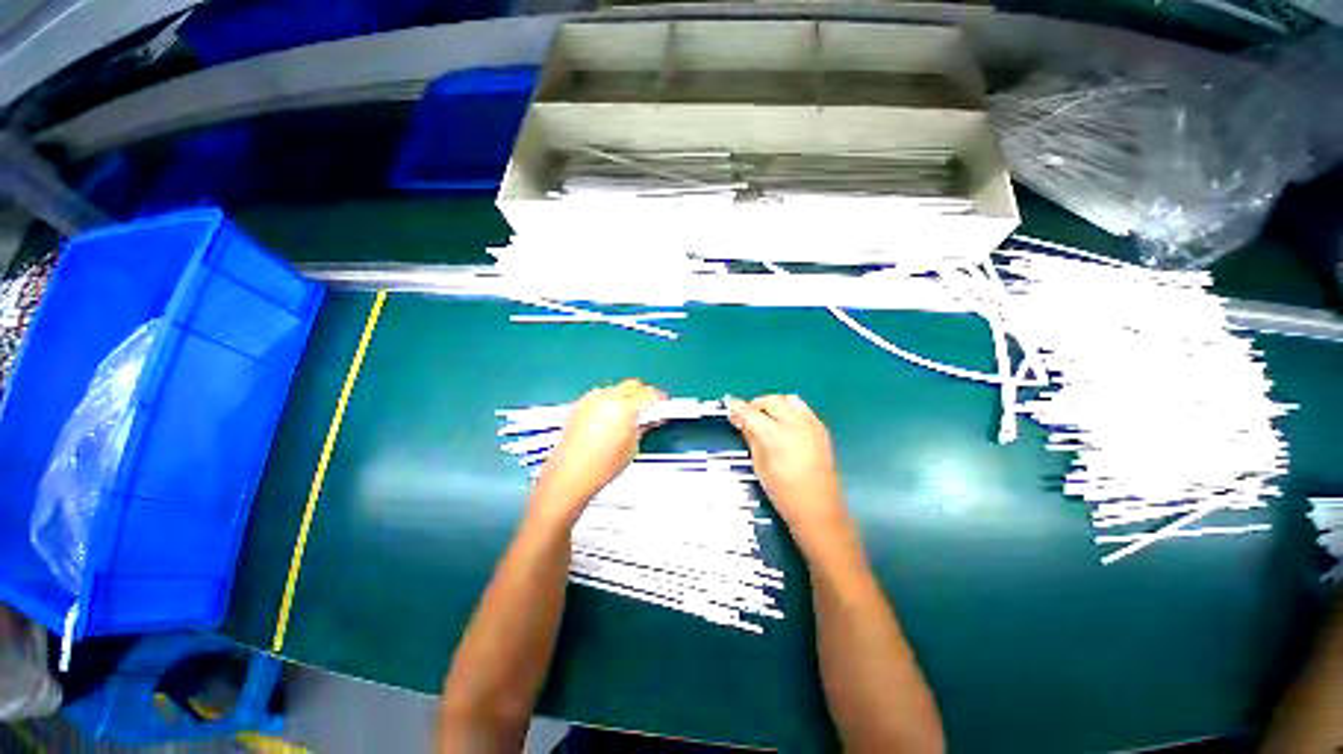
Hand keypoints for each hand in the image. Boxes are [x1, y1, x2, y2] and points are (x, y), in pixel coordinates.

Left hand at [533, 379, 665, 523]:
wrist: (569, 475)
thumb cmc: (604, 466)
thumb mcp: (631, 447)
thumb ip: (642, 427)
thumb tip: (648, 419)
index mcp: (624, 407)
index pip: (649, 394)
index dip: (659, 399)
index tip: (663, 404)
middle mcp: (607, 398)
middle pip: (631, 385)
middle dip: (642, 393)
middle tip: (648, 408)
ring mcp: (591, 400)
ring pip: (615, 388)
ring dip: (624, 396)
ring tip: (627, 414)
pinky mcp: (579, 405)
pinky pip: (599, 396)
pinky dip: (608, 401)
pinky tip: (609, 417)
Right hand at [727, 395, 852, 546]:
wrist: (819, 509)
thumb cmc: (784, 493)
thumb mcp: (760, 465)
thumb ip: (751, 438)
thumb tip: (741, 421)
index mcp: (777, 435)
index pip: (751, 413)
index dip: (737, 407)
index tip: (729, 404)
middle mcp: (796, 424)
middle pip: (771, 401)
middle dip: (756, 404)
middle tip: (746, 415)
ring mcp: (812, 425)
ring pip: (790, 399)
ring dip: (775, 404)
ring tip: (766, 417)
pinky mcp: (822, 430)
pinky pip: (803, 409)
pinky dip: (790, 411)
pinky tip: (785, 425)